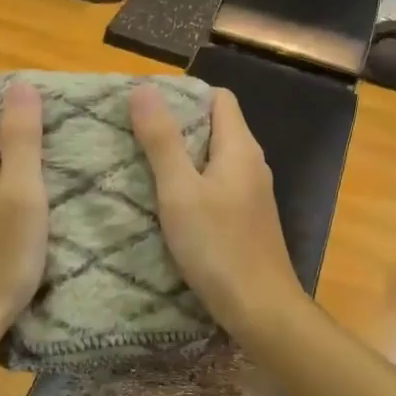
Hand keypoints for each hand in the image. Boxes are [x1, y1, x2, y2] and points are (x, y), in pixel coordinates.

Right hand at [129, 84, 303, 335]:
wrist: (261, 308)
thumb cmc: (218, 246)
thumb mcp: (180, 190)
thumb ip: (162, 140)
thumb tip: (143, 87)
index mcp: (240, 148)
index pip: (218, 99)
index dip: (185, 95)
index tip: (147, 106)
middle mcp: (251, 164)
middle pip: (215, 127)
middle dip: (176, 126)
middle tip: (134, 134)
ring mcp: (251, 194)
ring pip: (214, 159)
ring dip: (181, 158)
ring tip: (141, 165)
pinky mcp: (246, 219)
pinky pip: (217, 186)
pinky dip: (192, 185)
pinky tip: (167, 203)